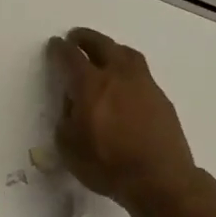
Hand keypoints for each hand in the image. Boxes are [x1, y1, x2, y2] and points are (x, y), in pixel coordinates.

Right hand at [48, 27, 196, 207]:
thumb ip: (66, 118)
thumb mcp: (68, 146)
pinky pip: (141, 72)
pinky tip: (125, 82)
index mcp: (90, 85)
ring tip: (104, 52)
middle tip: (76, 37)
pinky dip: (128, 68)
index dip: (59, 49)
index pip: (70, 57)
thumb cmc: (107, 165)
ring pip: (126, 54)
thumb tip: (73, 104)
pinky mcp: (161, 97)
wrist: (159, 179)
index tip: (54, 45)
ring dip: (111, 48)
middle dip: (86, 38)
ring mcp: (143, 84)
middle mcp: (117, 76)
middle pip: (101, 45)